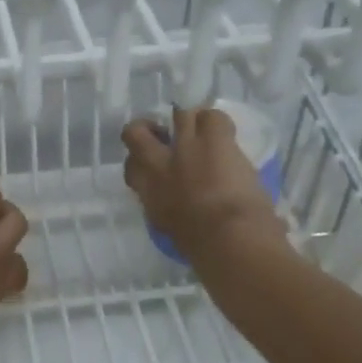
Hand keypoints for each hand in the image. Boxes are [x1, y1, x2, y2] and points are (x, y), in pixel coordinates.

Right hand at [122, 106, 283, 261]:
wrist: (230, 240)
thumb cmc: (203, 249)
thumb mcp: (171, 230)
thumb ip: (167, 210)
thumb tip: (175, 205)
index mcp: (147, 193)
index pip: (131, 166)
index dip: (140, 160)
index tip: (155, 164)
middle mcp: (158, 164)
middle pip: (136, 132)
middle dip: (149, 129)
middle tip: (167, 134)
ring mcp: (185, 146)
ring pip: (179, 113)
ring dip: (189, 121)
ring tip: (203, 131)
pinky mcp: (214, 139)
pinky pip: (212, 116)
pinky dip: (218, 123)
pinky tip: (226, 136)